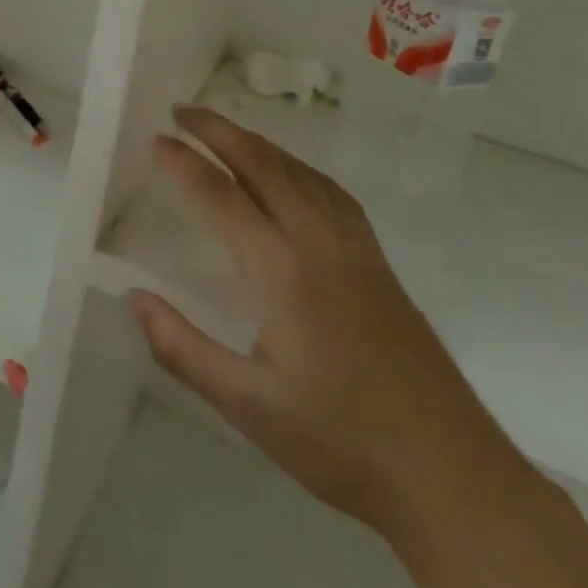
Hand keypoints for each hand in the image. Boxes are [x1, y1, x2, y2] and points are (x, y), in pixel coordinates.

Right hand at [130, 106, 524, 541]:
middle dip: (218, 130)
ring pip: (299, 172)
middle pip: (263, 165)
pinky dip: (298, 166)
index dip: (184, 163)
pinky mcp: (379, 264)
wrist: (452, 477)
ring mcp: (355, 249)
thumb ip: (183, 349)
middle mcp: (317, 243)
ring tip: (223, 130)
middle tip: (181, 111)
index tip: (155, 140)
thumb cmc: (340, 442)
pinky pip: (331, 192)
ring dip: (257, 141)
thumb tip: (134, 297)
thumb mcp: (248, 407)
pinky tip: (291, 174)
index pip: (221, 196)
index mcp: (280, 272)